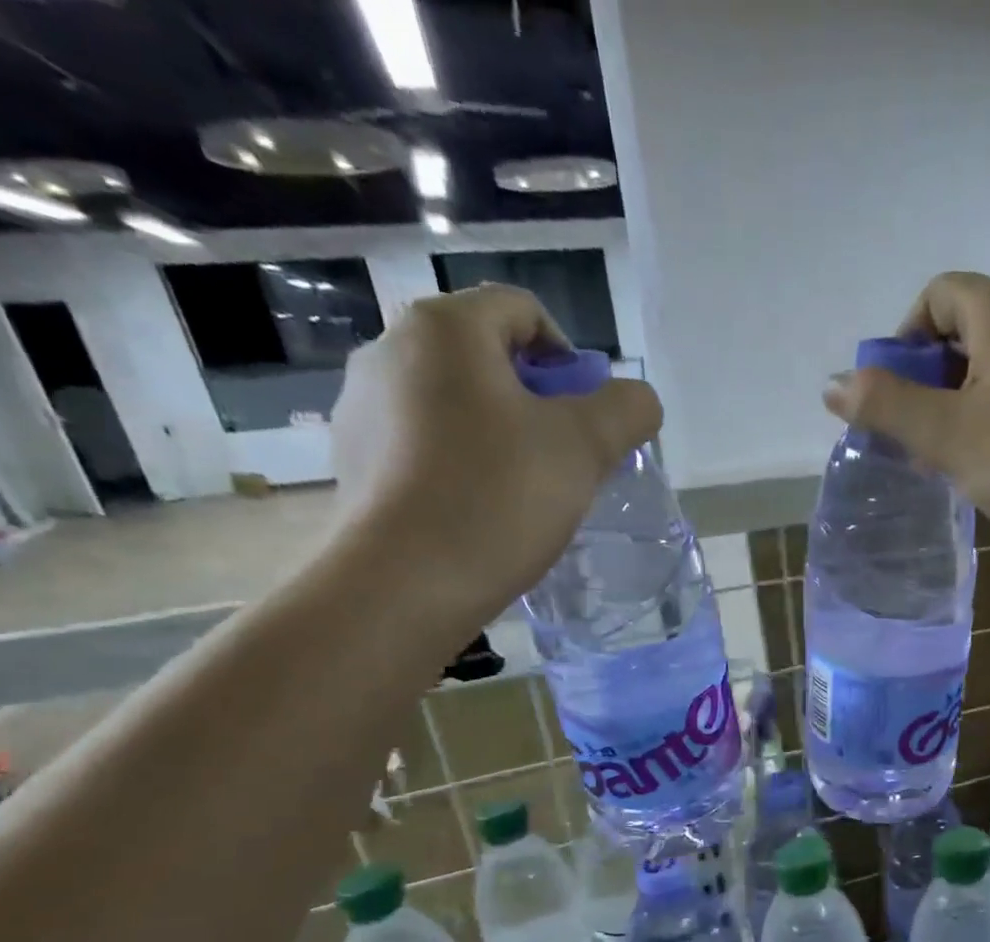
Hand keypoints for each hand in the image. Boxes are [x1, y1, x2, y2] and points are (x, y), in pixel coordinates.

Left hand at [329, 283, 661, 628]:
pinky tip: (480, 510)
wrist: (406, 583)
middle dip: (536, 401)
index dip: (569, 357)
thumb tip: (637, 400)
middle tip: (565, 458)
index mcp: (445, 328)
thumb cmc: (499, 497)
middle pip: (486, 356)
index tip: (587, 416)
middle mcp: (389, 348)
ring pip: (454, 402)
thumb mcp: (586, 448)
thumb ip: (626, 409)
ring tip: (523, 490)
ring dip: (498, 432)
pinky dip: (460, 461)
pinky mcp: (353, 458)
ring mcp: (361, 405)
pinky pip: (424, 442)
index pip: (522, 311)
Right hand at [822, 272, 989, 554]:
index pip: (937, 296)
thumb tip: (834, 384)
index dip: (904, 343)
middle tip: (921, 437)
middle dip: (932, 379)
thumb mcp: (947, 435)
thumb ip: (886, 406)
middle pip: (967, 327)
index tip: (896, 399)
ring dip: (964, 400)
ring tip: (957, 456)